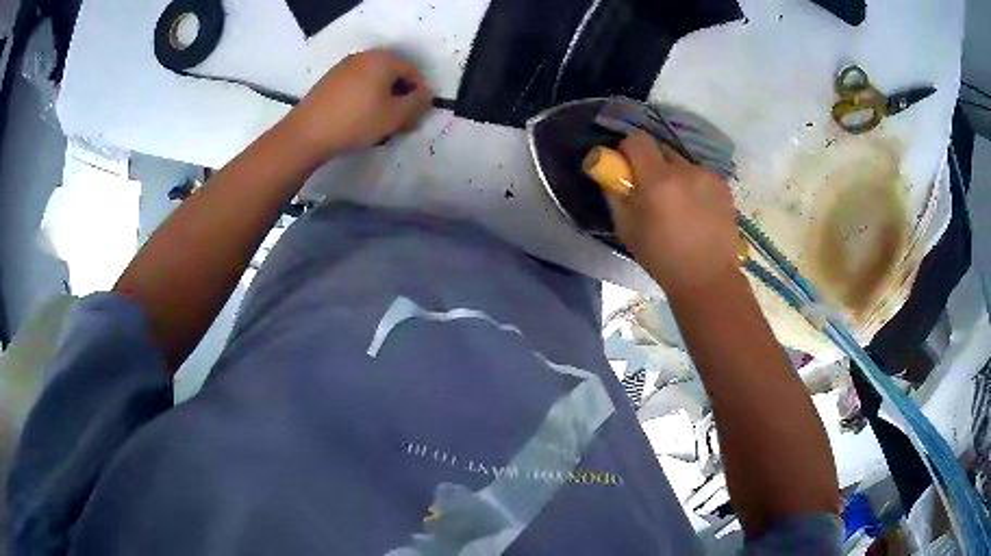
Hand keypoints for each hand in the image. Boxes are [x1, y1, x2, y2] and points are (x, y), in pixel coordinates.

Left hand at [285, 49, 432, 160]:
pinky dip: (364, 98)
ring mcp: (344, 67)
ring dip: (382, 97)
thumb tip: (426, 95)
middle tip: (400, 120)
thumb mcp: (395, 116)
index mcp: (383, 59)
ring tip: (380, 122)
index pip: (412, 71)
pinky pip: (356, 85)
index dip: (420, 93)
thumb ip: (417, 104)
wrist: (306, 133)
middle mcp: (364, 56)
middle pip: (392, 73)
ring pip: (373, 80)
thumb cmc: (356, 121)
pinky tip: (360, 118)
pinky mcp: (329, 80)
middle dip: (400, 95)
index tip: (417, 115)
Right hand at [609, 131, 739, 292]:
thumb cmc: (661, 258)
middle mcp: (685, 169)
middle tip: (650, 189)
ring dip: (674, 175)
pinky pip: (700, 176)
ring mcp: (708, 176)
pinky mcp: (724, 186)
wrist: (708, 278)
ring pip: (682, 163)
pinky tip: (696, 211)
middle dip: (651, 163)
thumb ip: (616, 195)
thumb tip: (612, 175)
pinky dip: (693, 186)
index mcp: (658, 179)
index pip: (637, 139)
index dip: (628, 150)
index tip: (626, 169)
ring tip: (678, 205)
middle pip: (661, 148)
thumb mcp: (626, 229)